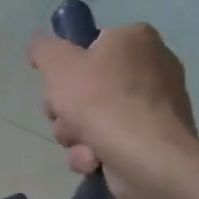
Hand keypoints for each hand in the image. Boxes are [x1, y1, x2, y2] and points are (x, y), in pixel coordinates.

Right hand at [30, 23, 198, 198]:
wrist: (148, 159)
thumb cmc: (102, 101)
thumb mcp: (58, 64)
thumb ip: (43, 49)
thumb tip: (42, 50)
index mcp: (136, 39)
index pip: (91, 45)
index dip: (68, 66)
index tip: (57, 83)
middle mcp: (154, 67)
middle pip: (89, 85)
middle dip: (66, 107)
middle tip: (61, 115)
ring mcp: (157, 107)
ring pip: (96, 116)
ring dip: (76, 133)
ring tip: (80, 143)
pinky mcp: (156, 140)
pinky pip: (113, 140)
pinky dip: (96, 151)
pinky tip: (94, 159)